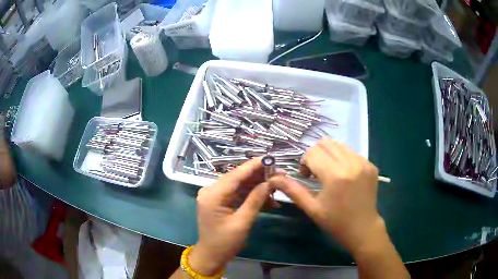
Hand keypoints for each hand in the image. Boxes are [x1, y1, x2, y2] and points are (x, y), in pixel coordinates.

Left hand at [189, 158, 271, 274]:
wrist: (211, 255)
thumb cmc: (225, 243)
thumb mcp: (242, 223)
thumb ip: (255, 200)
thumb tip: (269, 182)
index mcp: (212, 195)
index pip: (236, 175)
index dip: (254, 165)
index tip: (271, 158)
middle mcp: (211, 190)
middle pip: (238, 177)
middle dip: (259, 176)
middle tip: (279, 175)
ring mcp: (214, 195)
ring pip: (239, 185)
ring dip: (257, 186)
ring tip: (276, 189)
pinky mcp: (219, 201)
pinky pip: (237, 193)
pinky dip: (251, 195)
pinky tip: (267, 199)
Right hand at [269, 137, 384, 255]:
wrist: (363, 228)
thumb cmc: (336, 222)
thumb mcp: (312, 208)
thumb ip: (292, 190)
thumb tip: (273, 178)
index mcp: (335, 175)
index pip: (313, 152)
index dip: (305, 162)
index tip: (306, 177)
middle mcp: (351, 163)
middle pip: (325, 143)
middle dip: (316, 154)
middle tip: (316, 173)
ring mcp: (364, 162)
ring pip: (339, 145)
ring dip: (329, 154)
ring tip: (330, 173)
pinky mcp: (371, 164)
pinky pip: (351, 152)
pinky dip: (342, 158)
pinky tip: (344, 175)